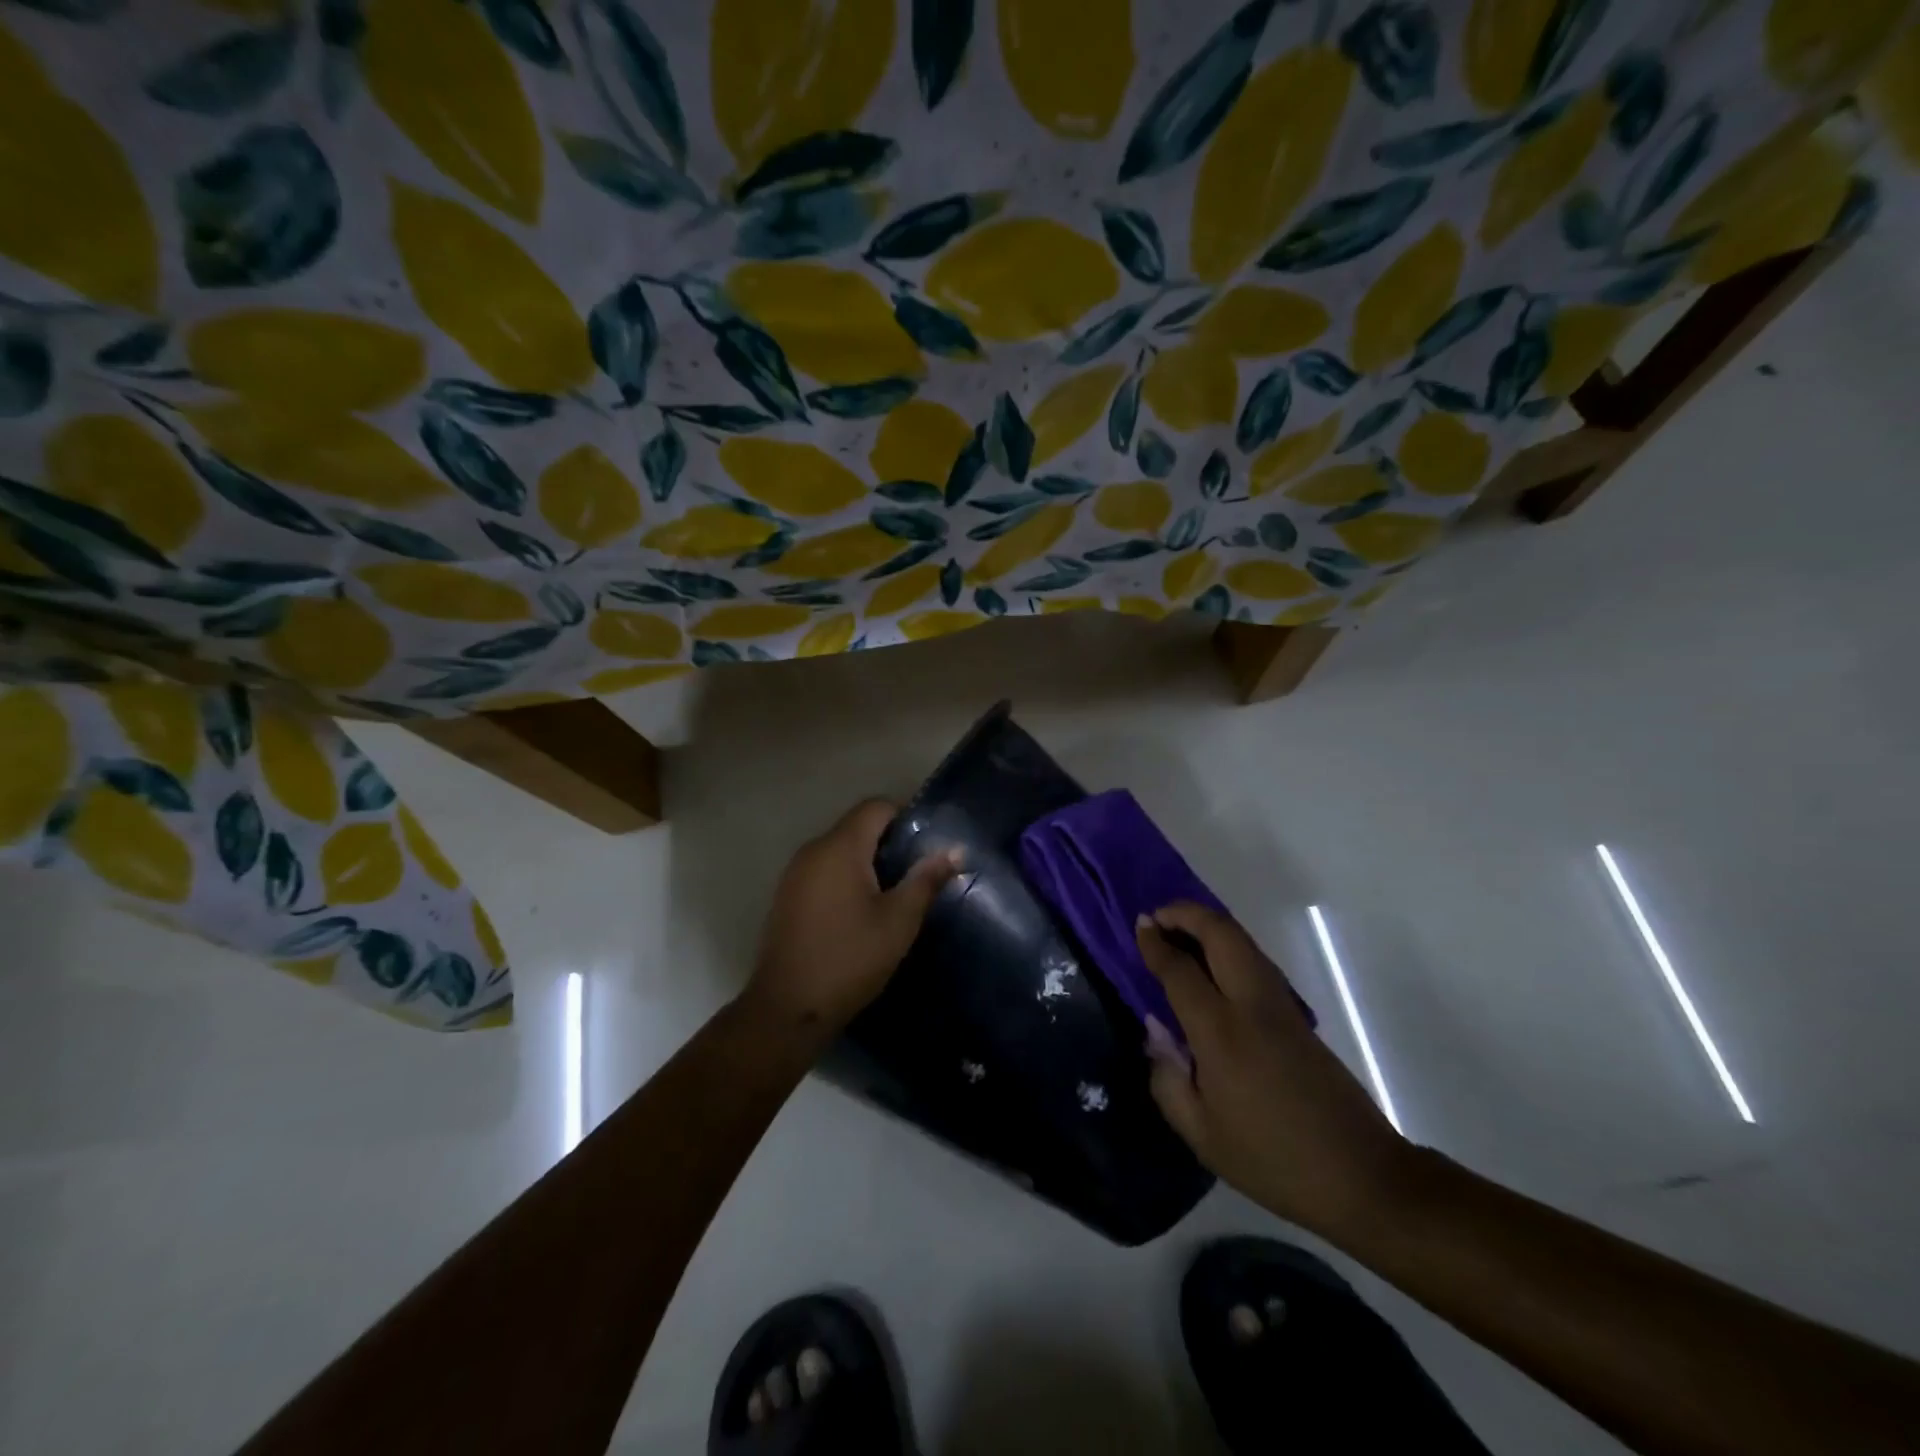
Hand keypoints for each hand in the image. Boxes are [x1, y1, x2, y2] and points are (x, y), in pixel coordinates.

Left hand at [745, 800, 960, 1036]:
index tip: (926, 845)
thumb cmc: (850, 959)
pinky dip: (845, 878)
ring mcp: (794, 873)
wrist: (788, 1008)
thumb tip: (956, 850)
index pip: (875, 807)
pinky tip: (860, 911)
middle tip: (917, 873)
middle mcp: (813, 850)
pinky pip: (823, 870)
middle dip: (888, 842)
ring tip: (893, 894)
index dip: (905, 817)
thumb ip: (927, 880)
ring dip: (867, 861)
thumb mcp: (899, 921)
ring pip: (839, 849)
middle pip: (856, 826)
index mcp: (840, 847)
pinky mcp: (787, 896)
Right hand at [1136, 902, 1412, 1238]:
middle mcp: (1253, 1005)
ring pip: (1244, 941)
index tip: (1139, 925)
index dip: (1155, 943)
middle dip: (1187, 913)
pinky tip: (1213, 964)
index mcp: (1221, 1032)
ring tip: (1180, 932)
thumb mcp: (1201, 1134)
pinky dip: (1228, 946)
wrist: (1362, 1175)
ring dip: (1210, 925)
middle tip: (1159, 916)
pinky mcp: (1299, 1016)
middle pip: (1221, 933)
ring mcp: (1282, 1006)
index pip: (1180, 969)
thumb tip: (1157, 1031)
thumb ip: (1167, 1078)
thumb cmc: (1271, 1160)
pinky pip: (1256, 961)